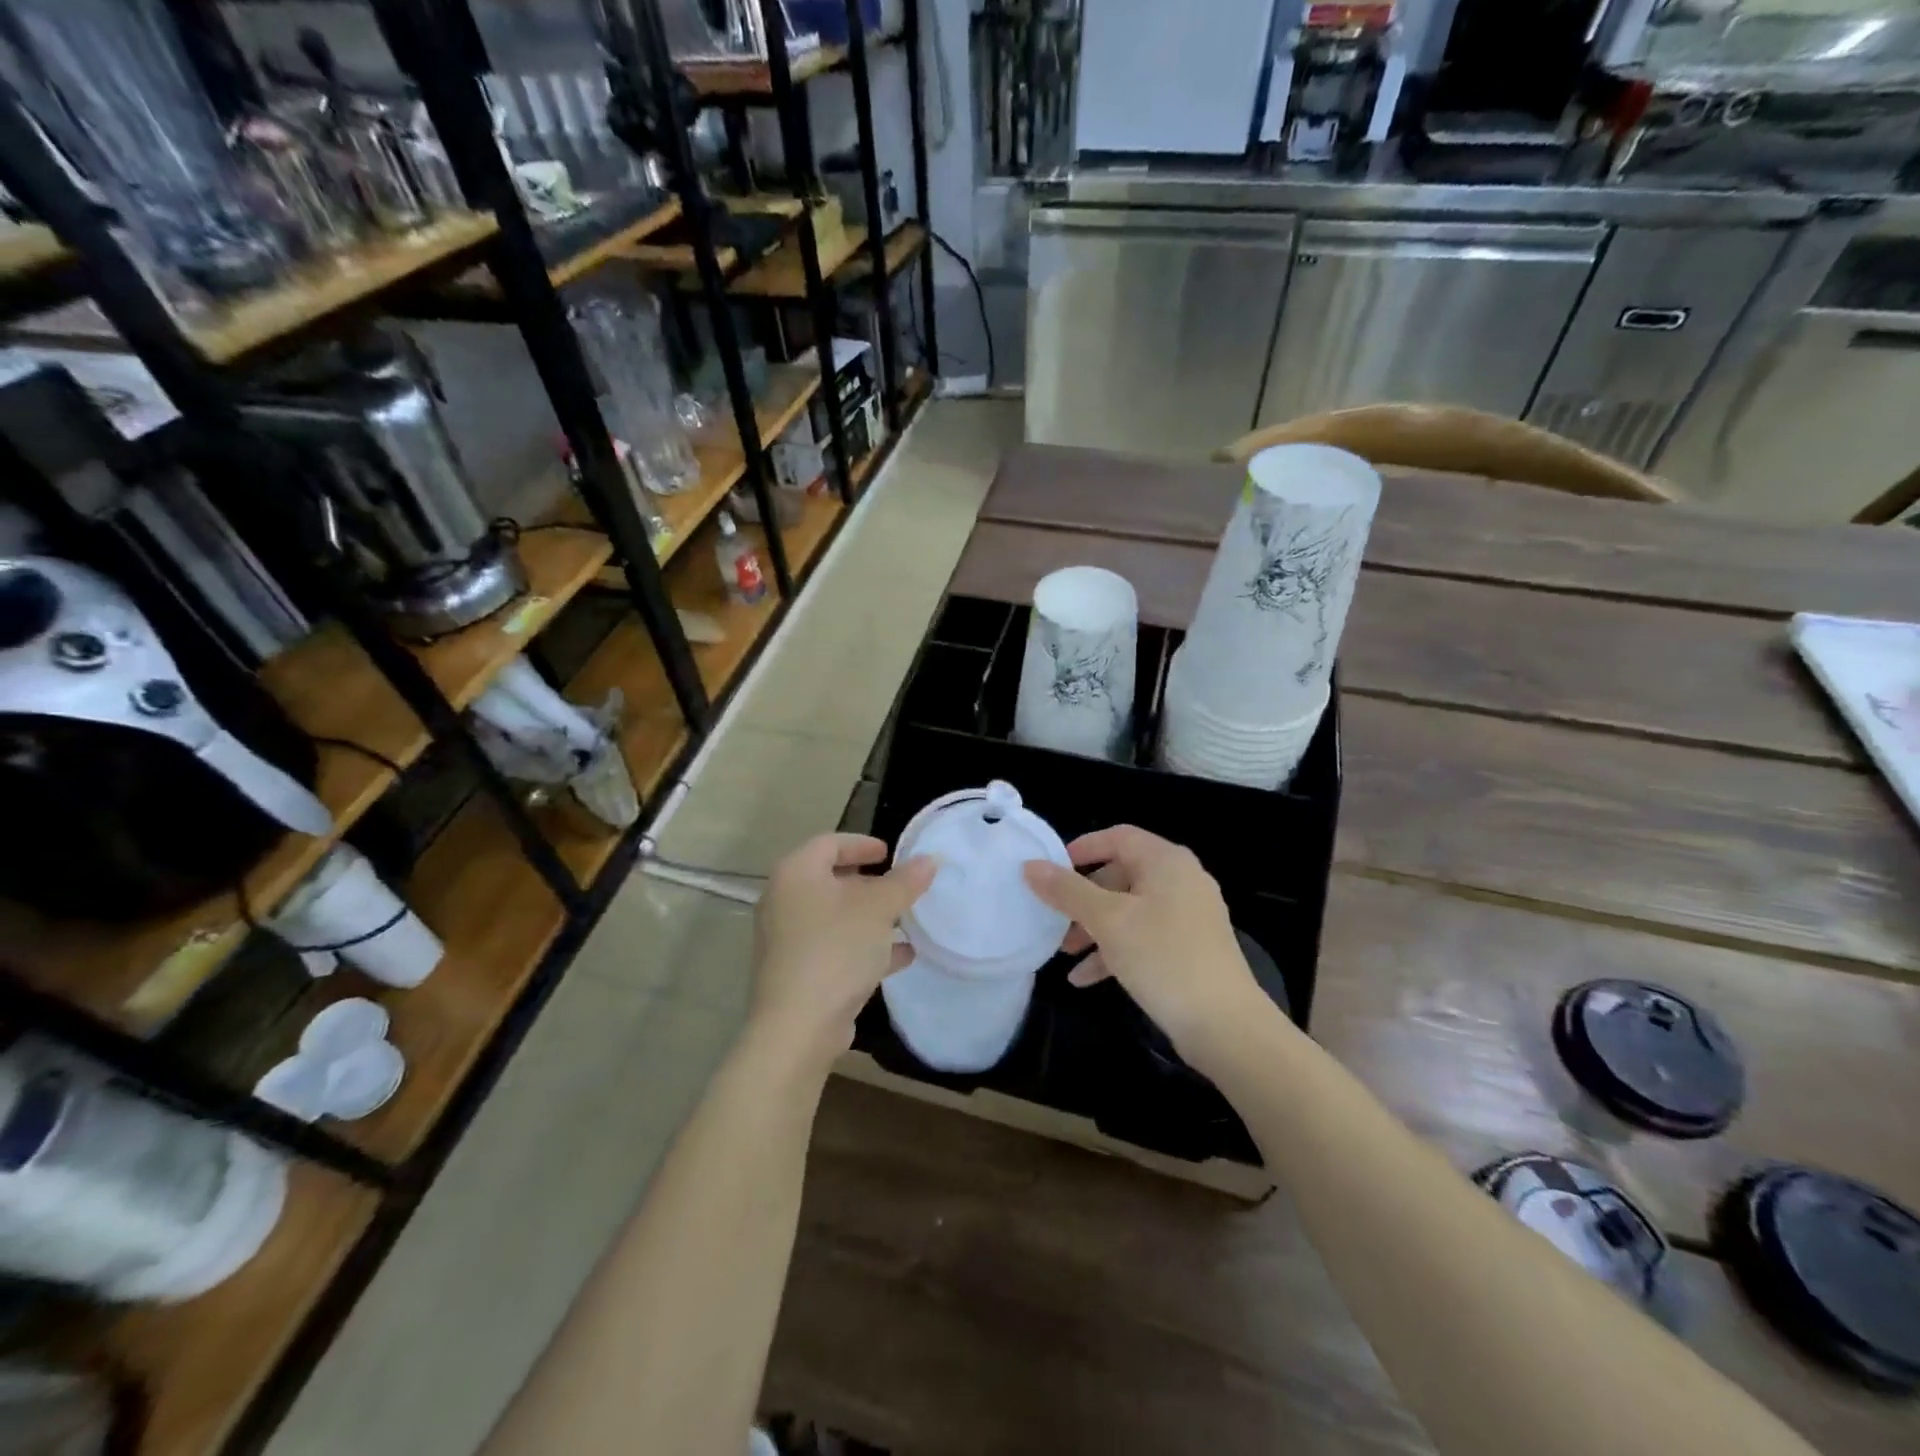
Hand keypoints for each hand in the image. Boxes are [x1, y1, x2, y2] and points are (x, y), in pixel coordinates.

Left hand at [750, 834, 936, 1068]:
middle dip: (870, 884)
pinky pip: (835, 948)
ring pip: (834, 917)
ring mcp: (787, 939)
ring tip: (906, 921)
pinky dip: (864, 947)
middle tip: (900, 886)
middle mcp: (784, 901)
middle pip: (830, 880)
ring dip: (870, 917)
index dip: (862, 844)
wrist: (798, 1026)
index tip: (890, 853)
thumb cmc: (836, 949)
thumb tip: (929, 860)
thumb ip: (905, 882)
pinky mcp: (797, 972)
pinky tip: (901, 956)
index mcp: (796, 874)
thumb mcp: (879, 909)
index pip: (829, 843)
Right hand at [1022, 825, 1261, 1059]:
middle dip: (1083, 899)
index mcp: (1166, 862)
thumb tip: (1031, 866)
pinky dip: (1115, 950)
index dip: (1082, 849)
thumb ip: (1067, 891)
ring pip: (1130, 910)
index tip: (1051, 870)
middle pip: (1121, 875)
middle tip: (1055, 920)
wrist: (1225, 1025)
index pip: (1118, 837)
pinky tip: (1086, 979)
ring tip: (1065, 955)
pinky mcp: (1190, 948)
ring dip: (1094, 929)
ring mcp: (1189, 916)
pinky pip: (1144, 937)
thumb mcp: (1107, 921)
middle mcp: (1181, 880)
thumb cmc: (1163, 957)